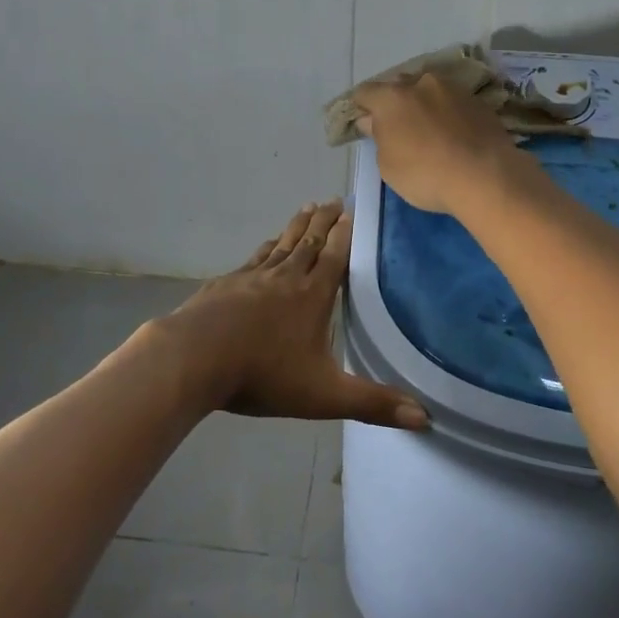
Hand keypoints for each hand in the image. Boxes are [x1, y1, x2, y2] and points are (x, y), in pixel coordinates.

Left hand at [159, 201, 429, 429]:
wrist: (194, 359)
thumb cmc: (263, 374)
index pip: (335, 256)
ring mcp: (252, 277)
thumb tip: (425, 418)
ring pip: (282, 244)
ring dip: (297, 225)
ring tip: (307, 208)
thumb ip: (373, 404)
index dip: (345, 233)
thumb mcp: (324, 396)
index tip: (352, 210)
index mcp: (312, 296)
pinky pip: (255, 257)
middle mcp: (286, 277)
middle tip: (334, 199)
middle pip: (310, 241)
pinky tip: (268, 244)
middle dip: (324, 220)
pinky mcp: (226, 283)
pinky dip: (267, 246)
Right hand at [350, 73, 530, 216]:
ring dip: (425, 105)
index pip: (365, 92)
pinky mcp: (478, 101)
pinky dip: (448, 113)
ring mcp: (453, 89)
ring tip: (429, 130)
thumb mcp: (388, 165)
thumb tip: (373, 121)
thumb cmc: (425, 174)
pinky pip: (453, 103)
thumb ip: (379, 137)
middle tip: (398, 127)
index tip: (364, 123)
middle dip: (395, 102)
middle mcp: (421, 83)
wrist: (485, 176)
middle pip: (399, 86)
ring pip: (430, 91)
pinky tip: (453, 134)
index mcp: (392, 97)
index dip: (361, 106)